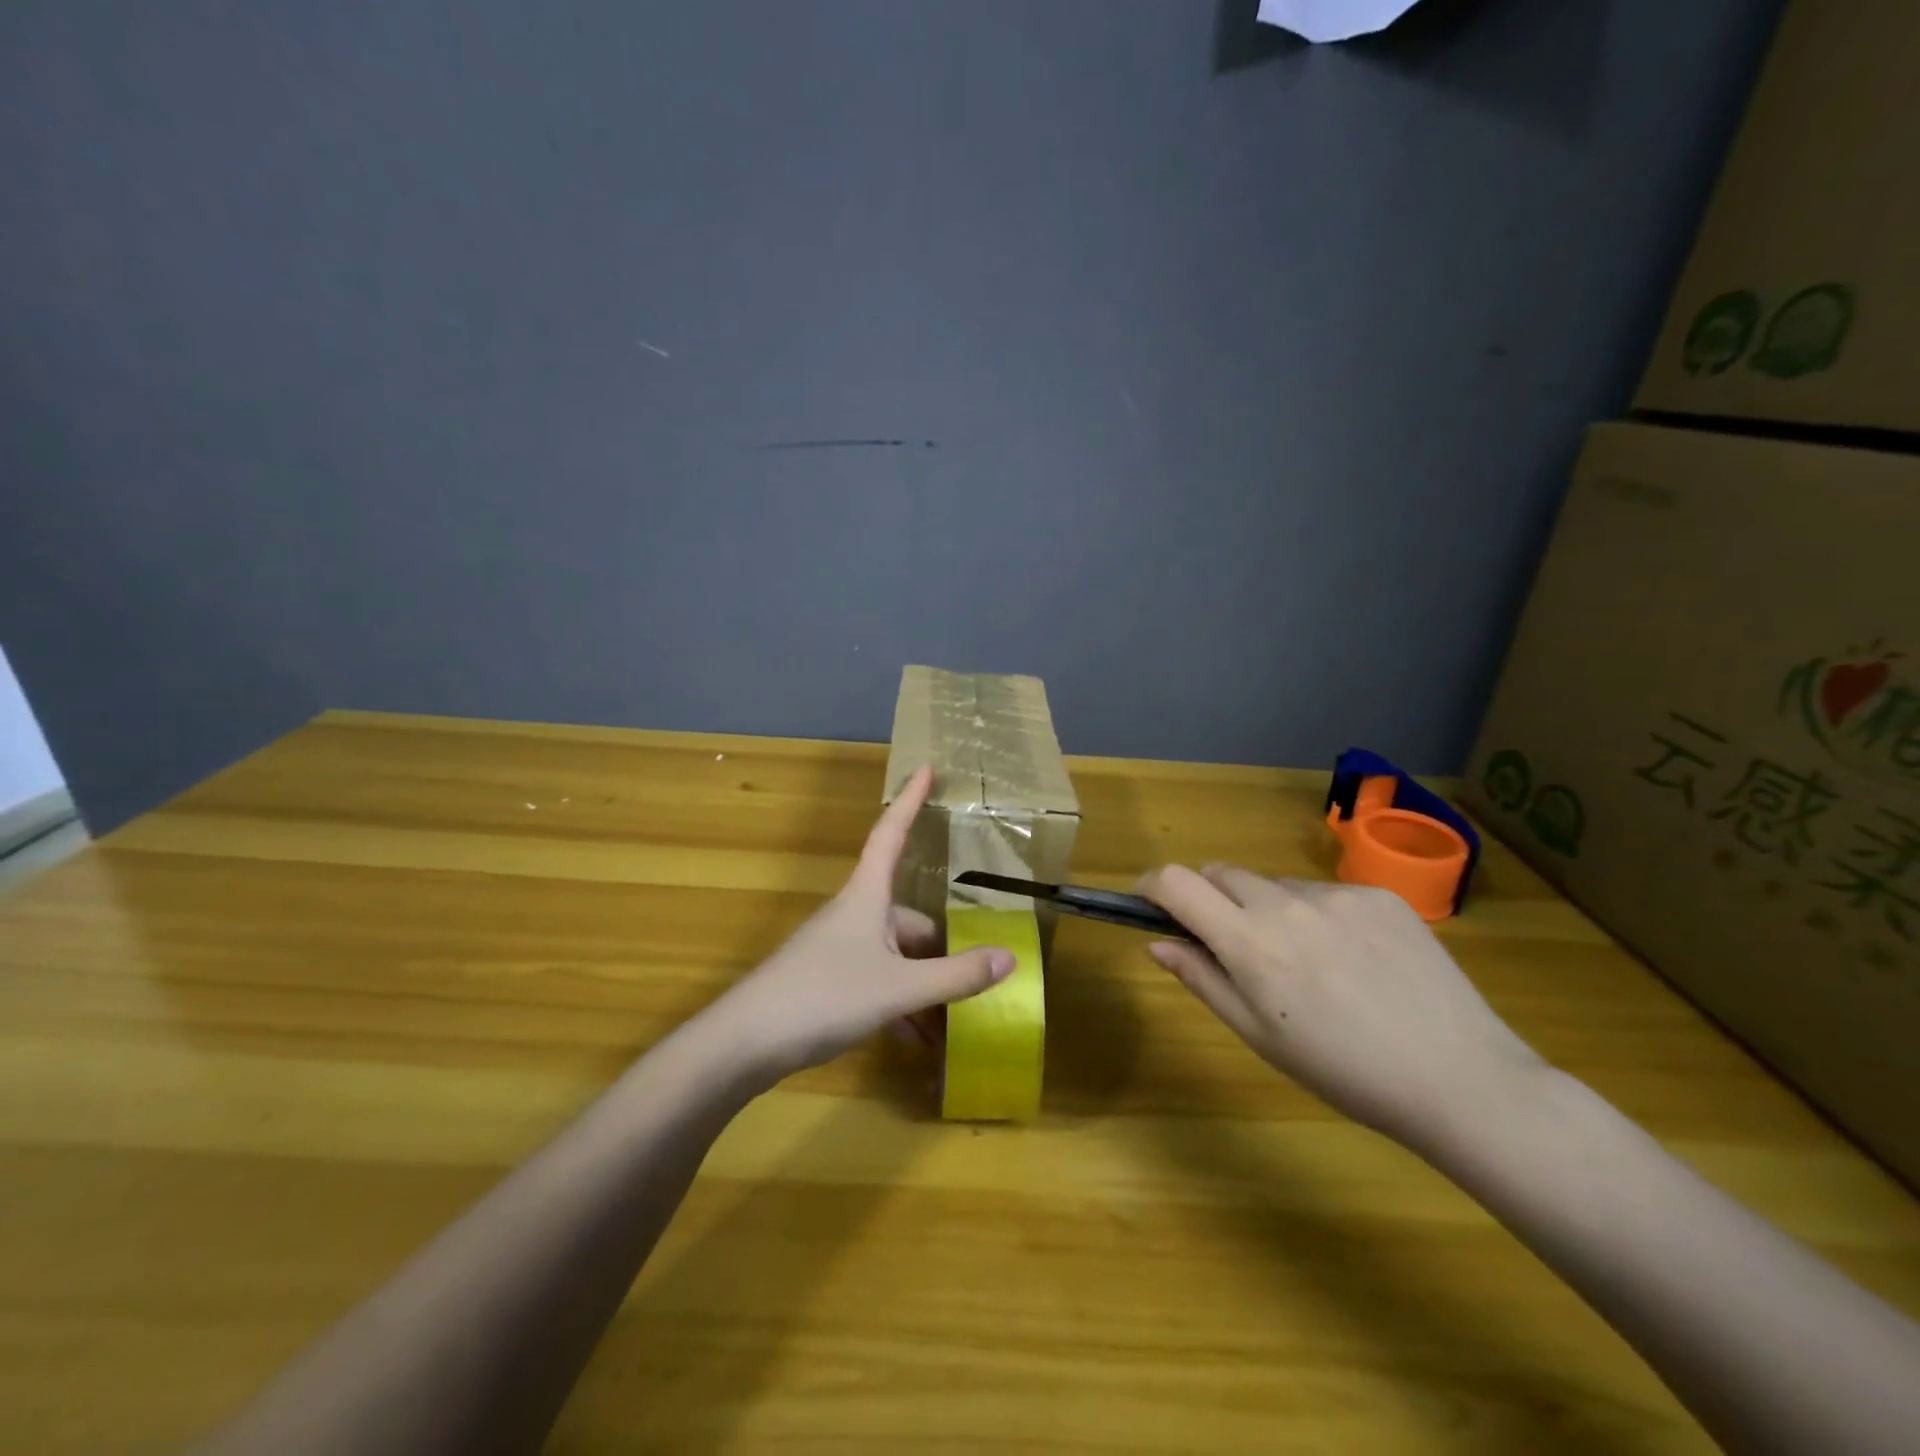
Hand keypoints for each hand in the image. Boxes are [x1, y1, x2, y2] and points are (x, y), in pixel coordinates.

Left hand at [702, 766, 1013, 1083]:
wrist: (745, 1043)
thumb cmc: (824, 995)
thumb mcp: (898, 988)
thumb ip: (955, 976)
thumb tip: (1010, 956)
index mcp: (868, 897)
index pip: (891, 833)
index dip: (911, 800)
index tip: (926, 766)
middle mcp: (855, 915)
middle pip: (910, 919)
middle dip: (944, 952)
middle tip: (976, 981)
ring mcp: (839, 949)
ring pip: (897, 958)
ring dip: (925, 987)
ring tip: (952, 1025)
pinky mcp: (828, 982)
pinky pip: (878, 983)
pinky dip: (901, 1006)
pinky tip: (917, 1040)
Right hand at [1137, 865, 1546, 1149]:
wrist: (1461, 1078)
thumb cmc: (1344, 1070)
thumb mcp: (1259, 1036)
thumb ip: (1202, 979)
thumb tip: (1156, 944)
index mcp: (1250, 943)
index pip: (1177, 882)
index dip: (1152, 885)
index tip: (1150, 903)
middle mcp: (1286, 903)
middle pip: (1222, 873)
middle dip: (1210, 898)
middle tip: (1232, 944)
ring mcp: (1337, 894)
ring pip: (1275, 884)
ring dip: (1267, 908)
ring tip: (1306, 962)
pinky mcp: (1380, 895)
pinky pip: (1325, 892)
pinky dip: (1317, 914)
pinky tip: (1352, 959)